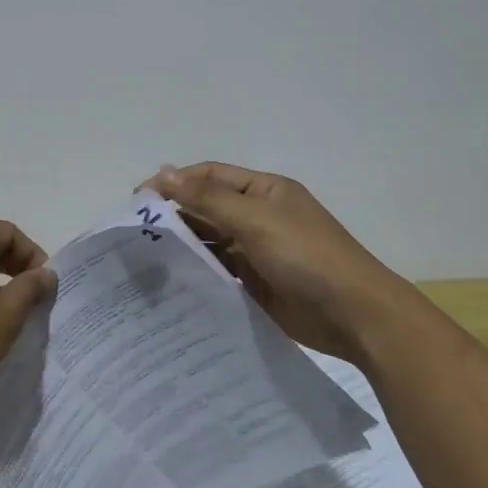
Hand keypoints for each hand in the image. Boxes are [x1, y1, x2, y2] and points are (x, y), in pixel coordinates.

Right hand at [143, 162, 412, 365]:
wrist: (354, 314)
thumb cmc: (306, 255)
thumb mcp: (256, 220)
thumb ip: (208, 199)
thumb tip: (163, 172)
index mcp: (264, 191)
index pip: (209, 176)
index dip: (174, 182)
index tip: (137, 201)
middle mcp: (259, 217)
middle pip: (208, 209)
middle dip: (174, 217)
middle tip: (134, 235)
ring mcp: (257, 252)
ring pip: (211, 243)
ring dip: (184, 247)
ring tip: (144, 261)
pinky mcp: (256, 285)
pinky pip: (220, 273)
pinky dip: (198, 275)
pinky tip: (171, 283)